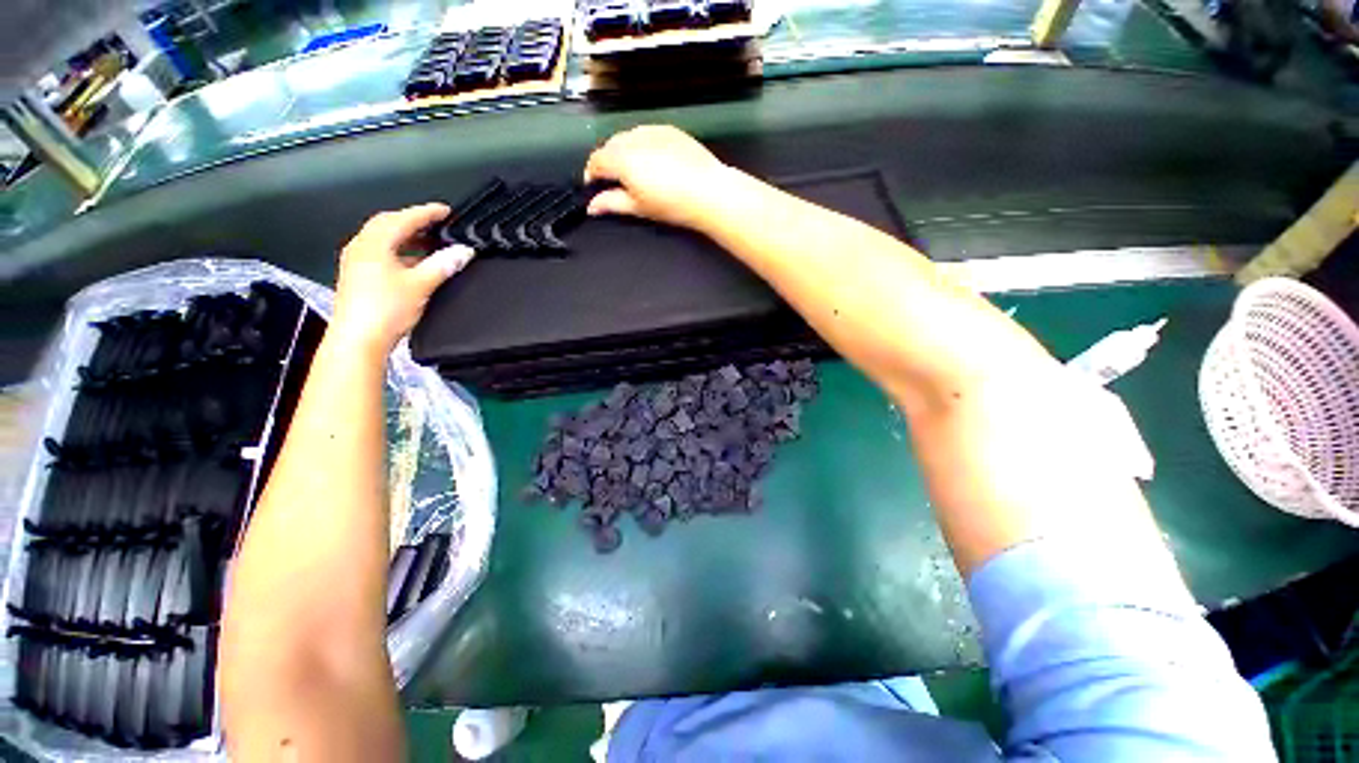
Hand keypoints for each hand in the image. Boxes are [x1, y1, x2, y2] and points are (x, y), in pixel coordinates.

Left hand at [331, 203, 473, 354]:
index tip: (446, 210)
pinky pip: (380, 253)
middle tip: (436, 223)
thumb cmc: (387, 309)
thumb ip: (443, 265)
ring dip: (406, 237)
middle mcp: (361, 247)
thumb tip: (464, 251)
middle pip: (388, 225)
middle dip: (413, 221)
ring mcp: (356, 262)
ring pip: (383, 240)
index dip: (426, 213)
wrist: (358, 340)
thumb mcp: (420, 285)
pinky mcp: (358, 276)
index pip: (403, 219)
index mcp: (373, 244)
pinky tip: (414, 262)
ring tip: (429, 241)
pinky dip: (399, 251)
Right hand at [583, 125, 729, 228]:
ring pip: (627, 137)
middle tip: (614, 182)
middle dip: (607, 162)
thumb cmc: (672, 204)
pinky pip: (646, 133)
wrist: (708, 192)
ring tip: (634, 171)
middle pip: (610, 145)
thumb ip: (611, 203)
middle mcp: (633, 138)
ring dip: (623, 151)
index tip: (594, 186)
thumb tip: (592, 206)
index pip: (596, 160)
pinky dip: (641, 144)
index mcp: (622, 158)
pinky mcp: (669, 130)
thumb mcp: (638, 207)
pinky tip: (652, 160)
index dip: (591, 174)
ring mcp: (652, 130)